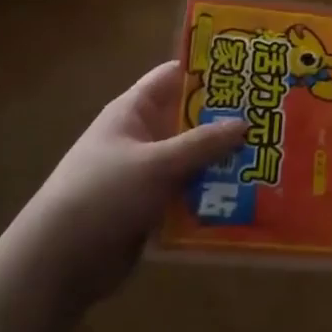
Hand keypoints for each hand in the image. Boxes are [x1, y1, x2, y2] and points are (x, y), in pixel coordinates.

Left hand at [15, 61, 245, 311]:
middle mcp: (142, 136)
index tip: (250, 68)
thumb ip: (202, 144)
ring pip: (193, 159)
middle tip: (273, 116)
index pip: (174, 76)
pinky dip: (212, 193)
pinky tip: (247, 196)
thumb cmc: (103, 195)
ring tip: (270, 157)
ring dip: (223, 161)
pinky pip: (189, 192)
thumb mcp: (156, 163)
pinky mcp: (152, 207)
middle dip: (226, 120)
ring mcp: (147, 173)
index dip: (208, 69)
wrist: (59, 263)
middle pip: (190, 119)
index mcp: (133, 111)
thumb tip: (245, 123)